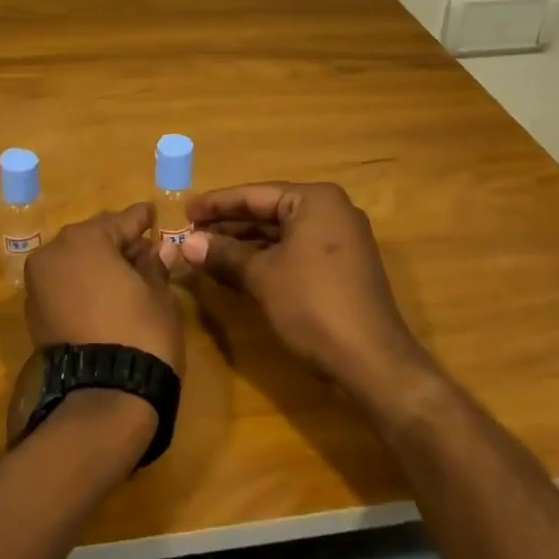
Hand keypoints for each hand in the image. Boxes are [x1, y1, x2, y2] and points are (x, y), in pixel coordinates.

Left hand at [25, 203, 184, 375]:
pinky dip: (83, 287)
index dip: (141, 220)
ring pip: (75, 263)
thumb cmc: (140, 332)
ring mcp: (39, 286)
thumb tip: (160, 251)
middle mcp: (54, 254)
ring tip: (128, 274)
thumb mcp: (159, 294)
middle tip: (144, 249)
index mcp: (84, 239)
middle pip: (93, 240)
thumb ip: (155, 266)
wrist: (104, 399)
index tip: (152, 214)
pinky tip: (106, 295)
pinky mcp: (35, 316)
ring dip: (99, 266)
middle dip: (118, 244)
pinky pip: (65, 287)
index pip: (121, 221)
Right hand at [180, 182, 426, 403]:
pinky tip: (236, 272)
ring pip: (281, 235)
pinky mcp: (342, 268)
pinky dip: (266, 260)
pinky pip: (295, 253)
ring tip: (205, 254)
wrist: (373, 363)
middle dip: (229, 226)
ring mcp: (340, 240)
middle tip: (190, 234)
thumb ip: (224, 254)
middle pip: (268, 212)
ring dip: (244, 246)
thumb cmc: (313, 306)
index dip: (217, 204)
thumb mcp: (262, 277)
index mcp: (315, 200)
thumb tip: (186, 243)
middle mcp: (331, 211)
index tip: (185, 210)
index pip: (255, 195)